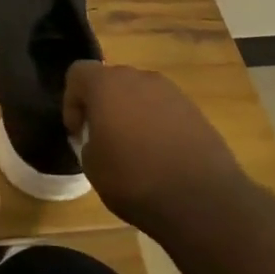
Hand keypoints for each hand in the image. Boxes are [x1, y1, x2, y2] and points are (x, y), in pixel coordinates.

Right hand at [63, 61, 244, 228]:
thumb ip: (87, 141)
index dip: (71, 101)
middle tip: (101, 138)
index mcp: (107, 85)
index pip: (78, 73)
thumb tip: (98, 138)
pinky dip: (156, 125)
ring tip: (133, 149)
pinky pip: (164, 110)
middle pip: (111, 81)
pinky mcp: (195, 111)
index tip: (78, 132)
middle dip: (102, 105)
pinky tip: (160, 156)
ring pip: (140, 94)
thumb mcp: (92, 166)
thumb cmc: (134, 179)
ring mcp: (172, 92)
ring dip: (131, 113)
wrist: (203, 200)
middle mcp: (139, 78)